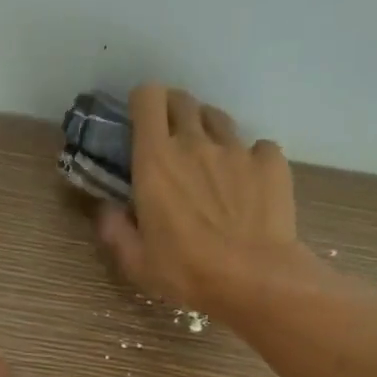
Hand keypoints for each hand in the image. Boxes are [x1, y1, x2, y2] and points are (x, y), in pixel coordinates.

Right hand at [96, 84, 311, 315]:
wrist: (254, 279)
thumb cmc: (186, 271)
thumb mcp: (136, 262)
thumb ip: (115, 230)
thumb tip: (105, 209)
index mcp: (156, 161)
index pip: (148, 98)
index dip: (142, 102)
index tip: (140, 122)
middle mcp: (196, 142)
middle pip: (183, 101)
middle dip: (173, 111)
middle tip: (170, 140)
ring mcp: (237, 149)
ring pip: (218, 119)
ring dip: (207, 130)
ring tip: (207, 159)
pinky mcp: (271, 162)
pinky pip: (257, 147)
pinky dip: (250, 158)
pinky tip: (248, 181)